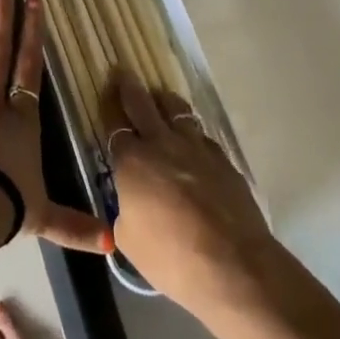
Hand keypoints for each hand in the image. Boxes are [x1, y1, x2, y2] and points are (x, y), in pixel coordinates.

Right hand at [97, 70, 282, 319]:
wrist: (234, 266)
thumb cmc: (171, 258)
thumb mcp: (129, 239)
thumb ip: (124, 209)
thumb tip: (131, 202)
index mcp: (132, 161)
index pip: (114, 124)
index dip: (107, 107)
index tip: (104, 92)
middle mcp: (162, 144)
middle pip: (143, 103)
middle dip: (130, 86)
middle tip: (123, 72)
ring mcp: (197, 148)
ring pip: (177, 111)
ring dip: (165, 102)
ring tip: (160, 99)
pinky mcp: (223, 160)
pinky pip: (201, 135)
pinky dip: (191, 132)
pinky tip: (191, 141)